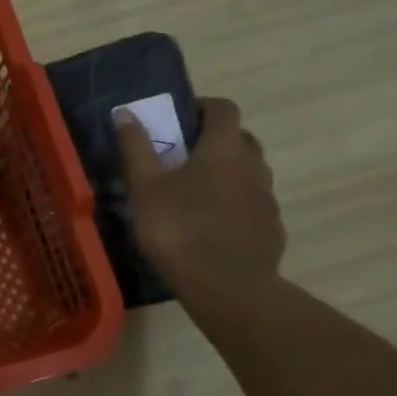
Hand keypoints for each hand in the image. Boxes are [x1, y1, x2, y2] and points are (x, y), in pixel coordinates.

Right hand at [115, 97, 285, 298]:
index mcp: (224, 149)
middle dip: (214, 141)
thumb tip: (126, 113)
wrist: (228, 288)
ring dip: (226, 173)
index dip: (202, 107)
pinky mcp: (271, 228)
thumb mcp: (145, 189)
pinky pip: (253, 204)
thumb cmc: (180, 230)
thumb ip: (136, 148)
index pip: (223, 108)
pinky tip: (212, 226)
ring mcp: (267, 198)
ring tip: (195, 195)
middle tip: (183, 158)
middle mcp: (253, 165)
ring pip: (248, 172)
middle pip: (239, 139)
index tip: (179, 120)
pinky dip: (235, 204)